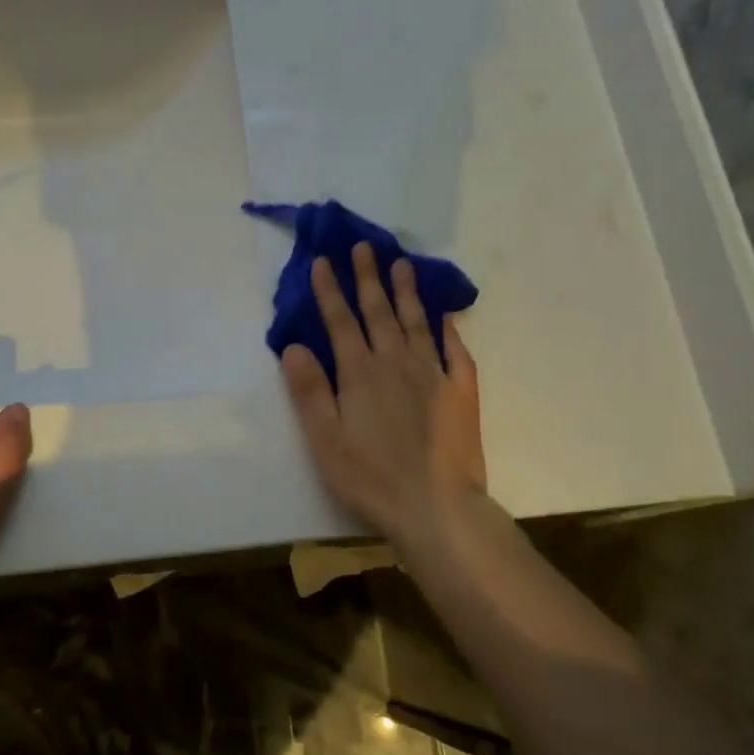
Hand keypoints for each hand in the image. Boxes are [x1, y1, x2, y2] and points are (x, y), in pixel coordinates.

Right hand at [280, 242, 486, 549]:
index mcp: (360, 374)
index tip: (323, 261)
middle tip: (365, 246)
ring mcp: (433, 375)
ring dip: (407, 292)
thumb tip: (293, 346)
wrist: (437, 507)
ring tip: (403, 265)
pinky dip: (449, 330)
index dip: (329, 291)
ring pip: (416, 323)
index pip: (340, 322)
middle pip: (379, 312)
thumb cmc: (371, 478)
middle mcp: (396, 363)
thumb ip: (309, 391)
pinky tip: (446, 317)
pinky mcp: (460, 392)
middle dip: (368, 278)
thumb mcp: (325, 440)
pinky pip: (455, 351)